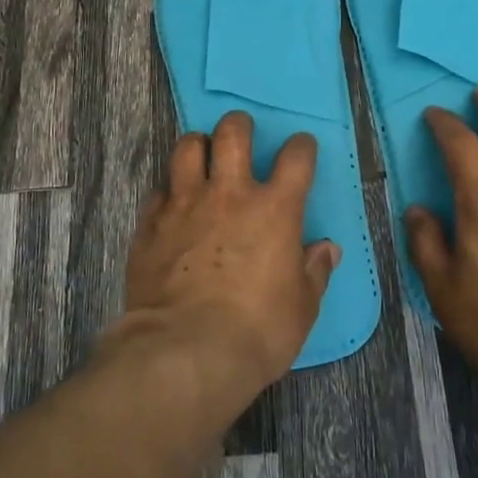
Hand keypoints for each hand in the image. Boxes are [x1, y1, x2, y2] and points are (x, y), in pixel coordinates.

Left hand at [119, 111, 339, 398]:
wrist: (186, 352)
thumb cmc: (257, 331)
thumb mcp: (301, 308)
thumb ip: (314, 272)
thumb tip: (326, 249)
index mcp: (274, 209)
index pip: (296, 158)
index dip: (301, 146)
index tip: (301, 148)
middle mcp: (229, 194)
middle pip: (232, 133)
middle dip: (238, 125)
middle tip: (240, 135)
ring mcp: (185, 204)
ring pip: (186, 148)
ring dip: (196, 146)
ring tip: (200, 157)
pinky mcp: (151, 224)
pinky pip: (157, 191)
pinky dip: (167, 193)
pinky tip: (170, 206)